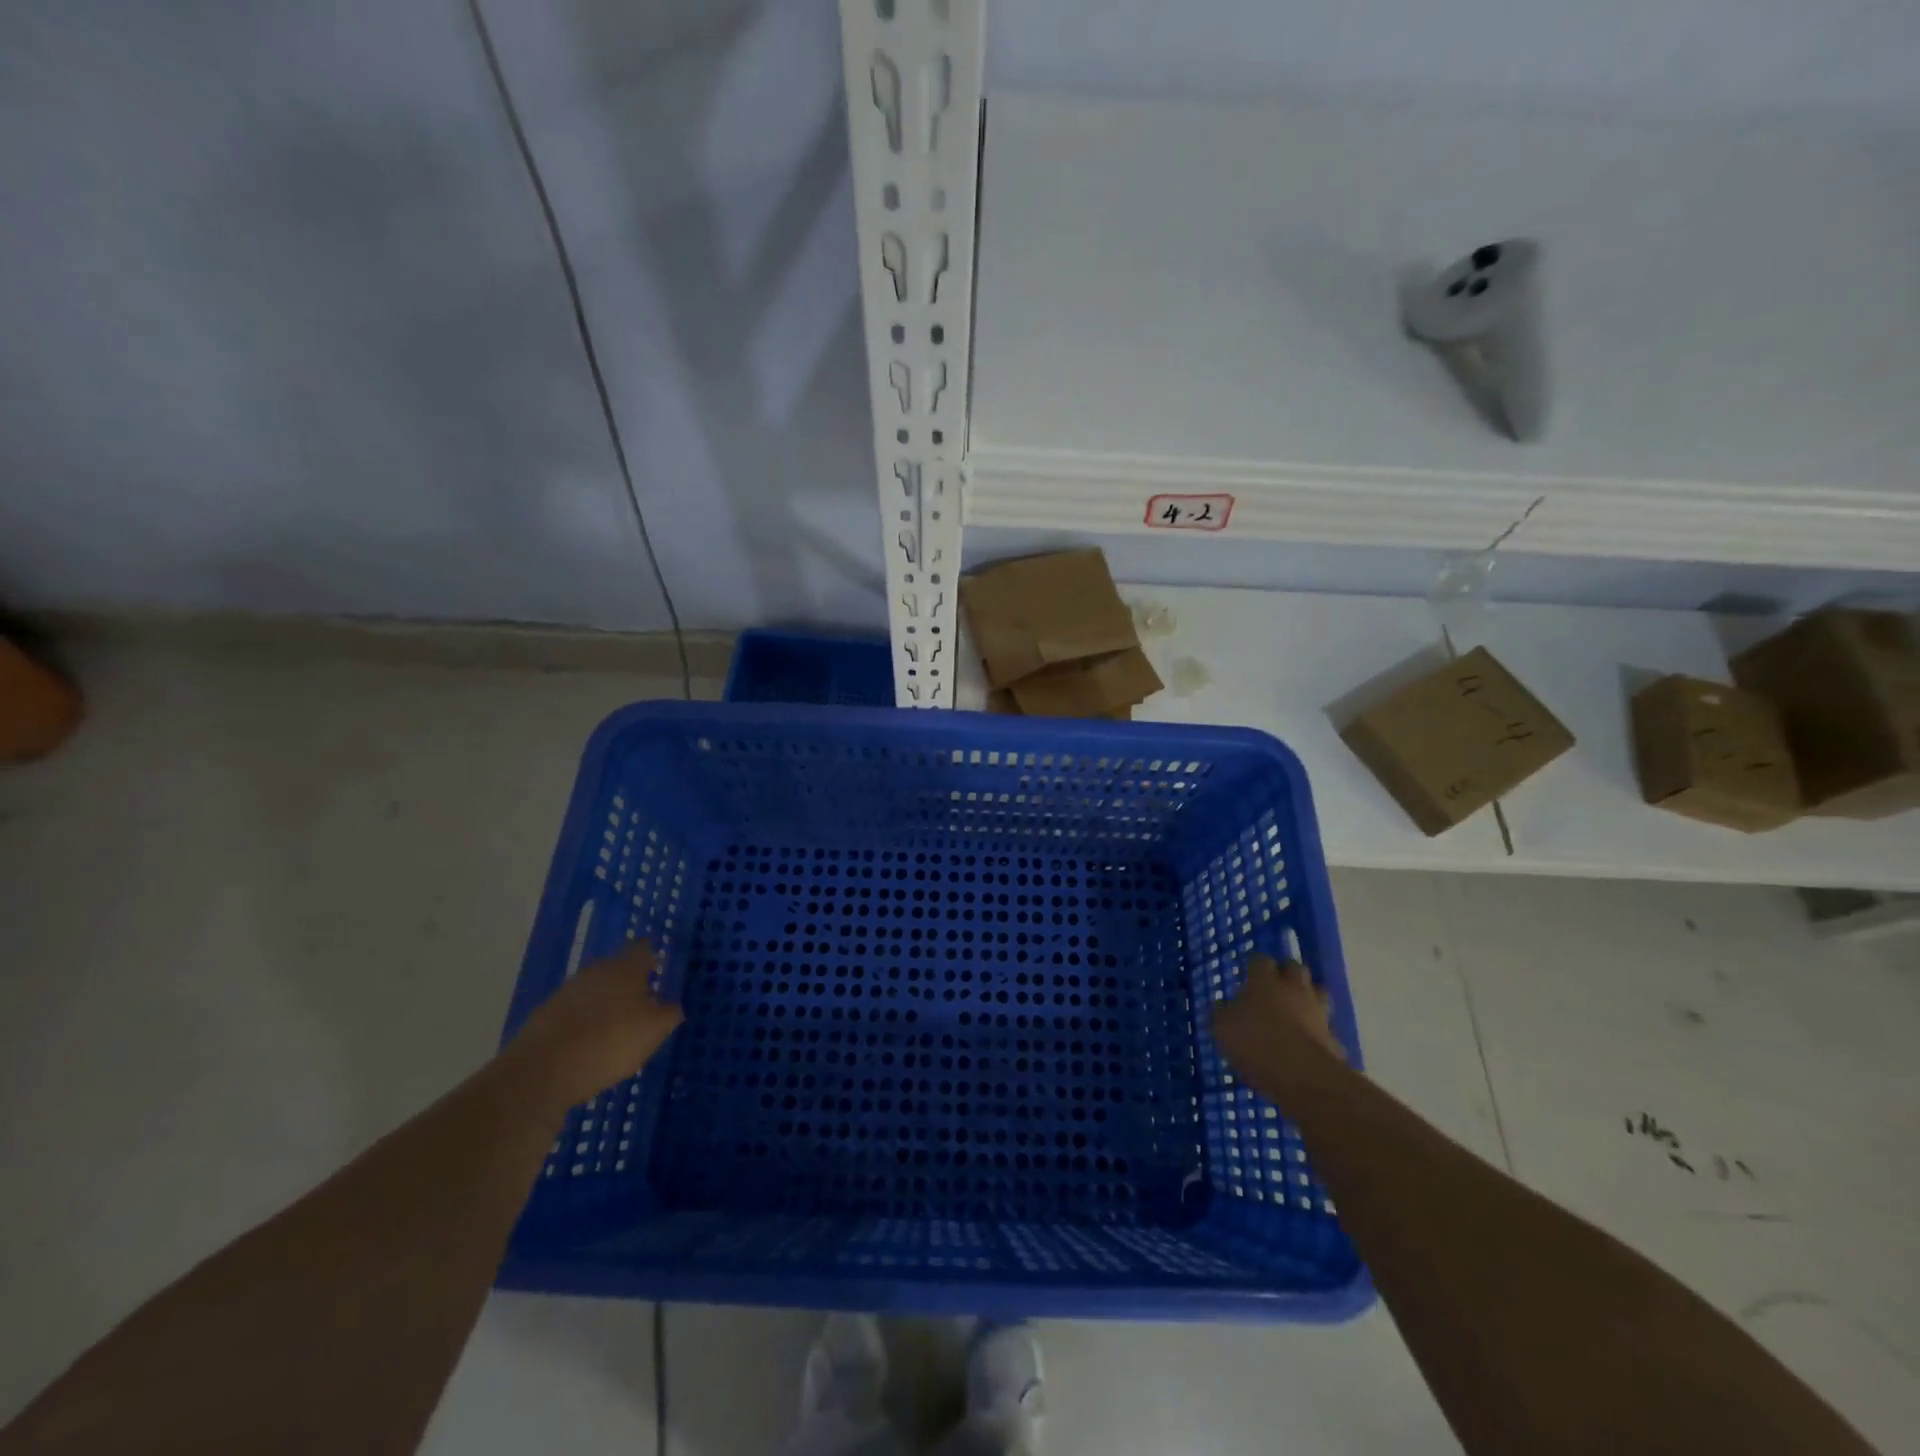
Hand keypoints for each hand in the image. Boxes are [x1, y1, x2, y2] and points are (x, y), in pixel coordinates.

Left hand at [501, 941, 683, 1112]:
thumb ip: (668, 1014)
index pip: (642, 949)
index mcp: (625, 968)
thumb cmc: (610, 1042)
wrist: (541, 1072)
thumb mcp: (654, 1031)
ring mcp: (566, 993)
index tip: (659, 965)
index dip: (652, 956)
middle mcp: (595, 972)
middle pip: (616, 968)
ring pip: (593, 990)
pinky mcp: (544, 1016)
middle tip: (642, 1000)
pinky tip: (589, 1043)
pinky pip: (573, 1012)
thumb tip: (672, 1005)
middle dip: (628, 981)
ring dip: (604, 1002)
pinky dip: (583, 1022)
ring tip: (616, 1025)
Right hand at [1212, 955, 1342, 1088]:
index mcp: (1265, 981)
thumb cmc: (1256, 1043)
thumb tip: (1221, 1006)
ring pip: (1318, 993)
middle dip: (1287, 974)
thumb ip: (1222, 1014)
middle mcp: (1294, 989)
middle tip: (1275, 987)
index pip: (1260, 960)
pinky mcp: (1334, 1039)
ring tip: (1295, 1012)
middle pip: (1295, 968)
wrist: (1304, 1077)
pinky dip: (1318, 1032)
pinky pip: (1326, 1029)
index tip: (1248, 974)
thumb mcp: (1223, 1029)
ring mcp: (1318, 1013)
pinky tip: (1308, 1044)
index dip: (1254, 966)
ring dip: (1308, 998)